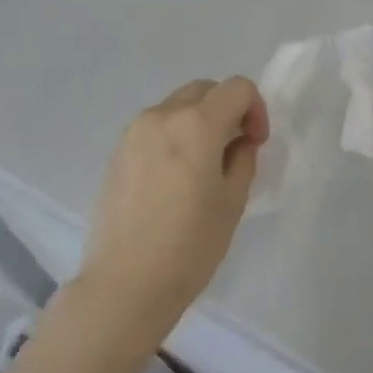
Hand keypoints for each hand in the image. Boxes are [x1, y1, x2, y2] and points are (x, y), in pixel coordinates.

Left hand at [80, 77, 268, 330]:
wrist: (125, 284)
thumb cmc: (190, 246)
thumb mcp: (232, 202)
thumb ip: (242, 159)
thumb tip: (238, 142)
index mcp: (196, 124)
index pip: (236, 88)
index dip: (255, 109)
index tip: (255, 143)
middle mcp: (162, 116)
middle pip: (204, 90)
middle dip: (226, 109)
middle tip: (234, 148)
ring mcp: (134, 132)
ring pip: (176, 106)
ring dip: (197, 121)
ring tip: (202, 165)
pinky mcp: (117, 152)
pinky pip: (154, 128)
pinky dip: (173, 136)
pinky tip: (174, 177)